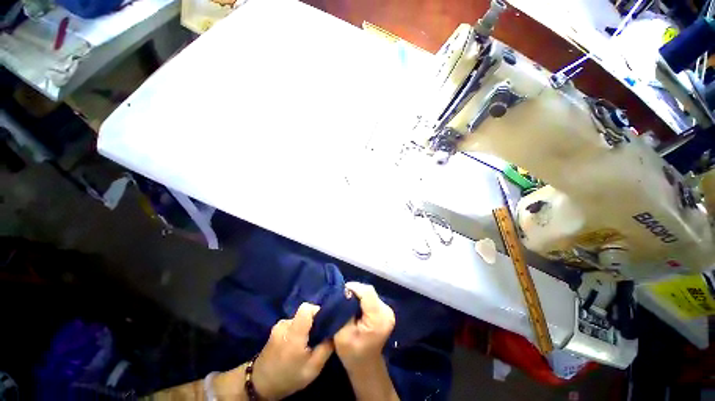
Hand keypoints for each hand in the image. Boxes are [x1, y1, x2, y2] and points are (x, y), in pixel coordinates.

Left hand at [252, 303, 333, 399]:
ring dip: (305, 326)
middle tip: (318, 336)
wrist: (259, 385)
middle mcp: (285, 324)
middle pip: (304, 312)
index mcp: (293, 333)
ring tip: (308, 342)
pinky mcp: (276, 329)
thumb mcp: (312, 369)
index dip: (318, 311)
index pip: (307, 308)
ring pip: (299, 318)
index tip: (324, 322)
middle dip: (314, 321)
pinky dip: (298, 329)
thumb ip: (326, 348)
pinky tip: (298, 344)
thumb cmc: (288, 378)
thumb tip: (336, 331)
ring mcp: (278, 326)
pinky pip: (292, 323)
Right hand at [334, 282, 395, 370]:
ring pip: (370, 293)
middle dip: (355, 291)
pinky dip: (362, 298)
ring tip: (347, 300)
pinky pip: (372, 297)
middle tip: (342, 296)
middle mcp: (387, 312)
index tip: (341, 291)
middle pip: (369, 291)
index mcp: (378, 319)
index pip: (367, 292)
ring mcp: (388, 311)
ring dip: (358, 294)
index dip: (354, 287)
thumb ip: (343, 312)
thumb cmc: (352, 353)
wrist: (366, 366)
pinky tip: (355, 305)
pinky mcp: (386, 310)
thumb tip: (344, 292)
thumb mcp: (342, 334)